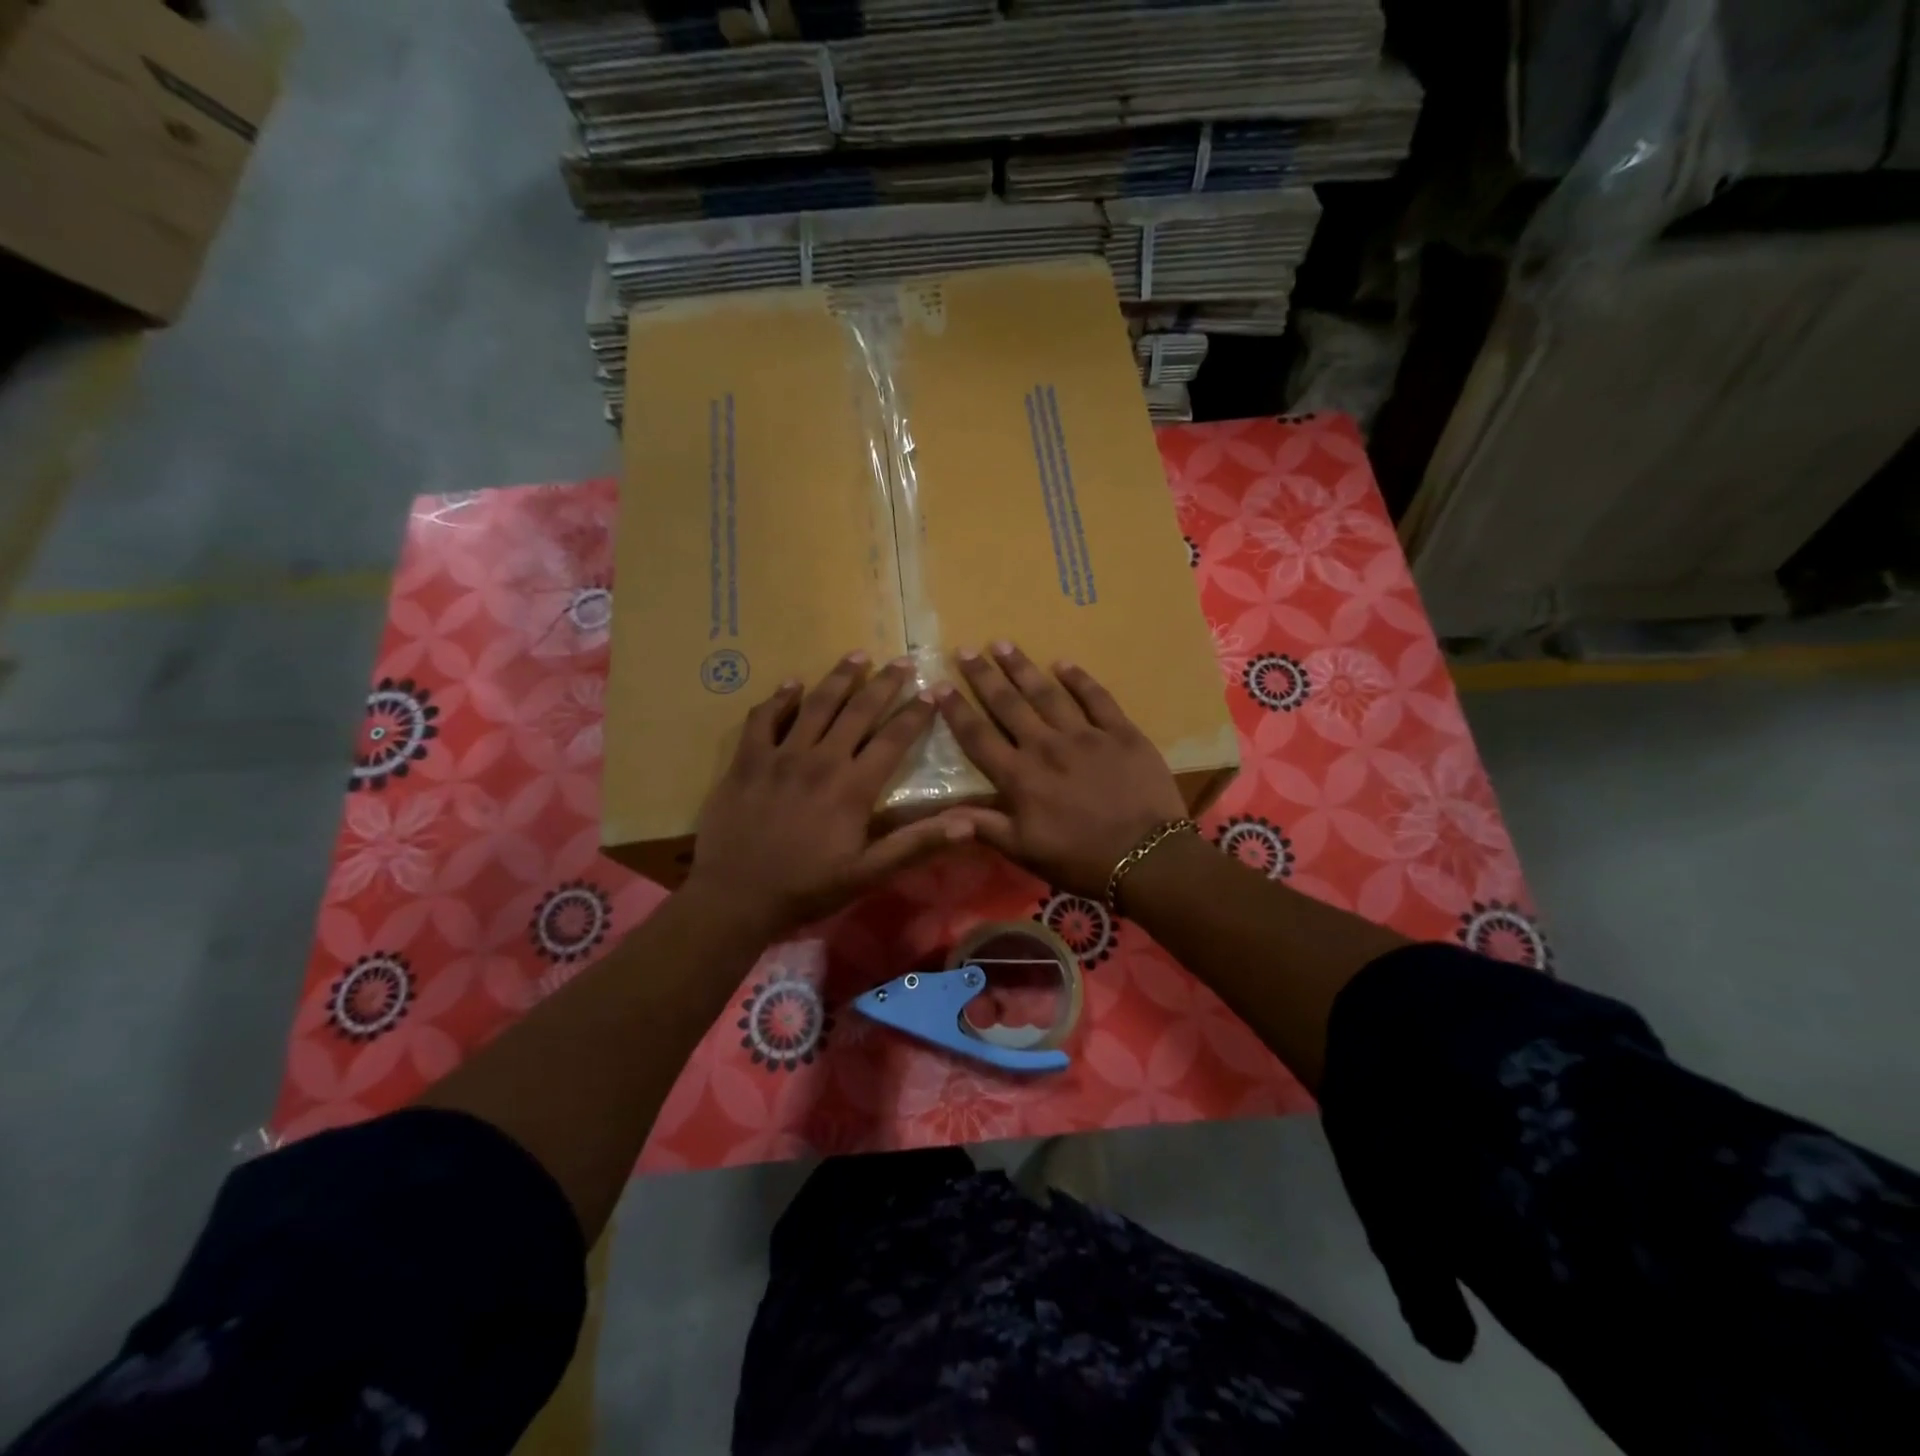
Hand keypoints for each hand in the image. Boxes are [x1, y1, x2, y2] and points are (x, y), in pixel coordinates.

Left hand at [688, 651, 974, 936]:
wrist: (735, 897)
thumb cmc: (807, 888)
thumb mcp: (868, 874)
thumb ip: (916, 844)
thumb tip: (969, 823)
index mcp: (852, 787)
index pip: (892, 739)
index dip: (915, 714)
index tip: (931, 691)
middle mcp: (820, 760)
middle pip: (857, 711)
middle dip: (883, 684)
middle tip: (901, 661)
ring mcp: (780, 756)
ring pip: (815, 705)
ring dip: (839, 678)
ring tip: (857, 655)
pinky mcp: (747, 760)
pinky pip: (763, 718)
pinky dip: (779, 698)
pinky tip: (791, 683)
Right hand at [936, 642, 1186, 897]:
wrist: (1147, 858)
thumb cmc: (1080, 859)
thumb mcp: (1025, 852)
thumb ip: (985, 827)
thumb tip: (943, 814)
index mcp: (1020, 777)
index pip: (978, 736)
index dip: (956, 710)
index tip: (938, 685)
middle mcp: (1046, 746)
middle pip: (1008, 705)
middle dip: (984, 676)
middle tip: (967, 650)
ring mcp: (1085, 735)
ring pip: (1047, 693)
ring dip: (1023, 668)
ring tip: (1004, 644)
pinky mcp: (1121, 732)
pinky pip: (1096, 697)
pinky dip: (1079, 679)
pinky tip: (1063, 663)